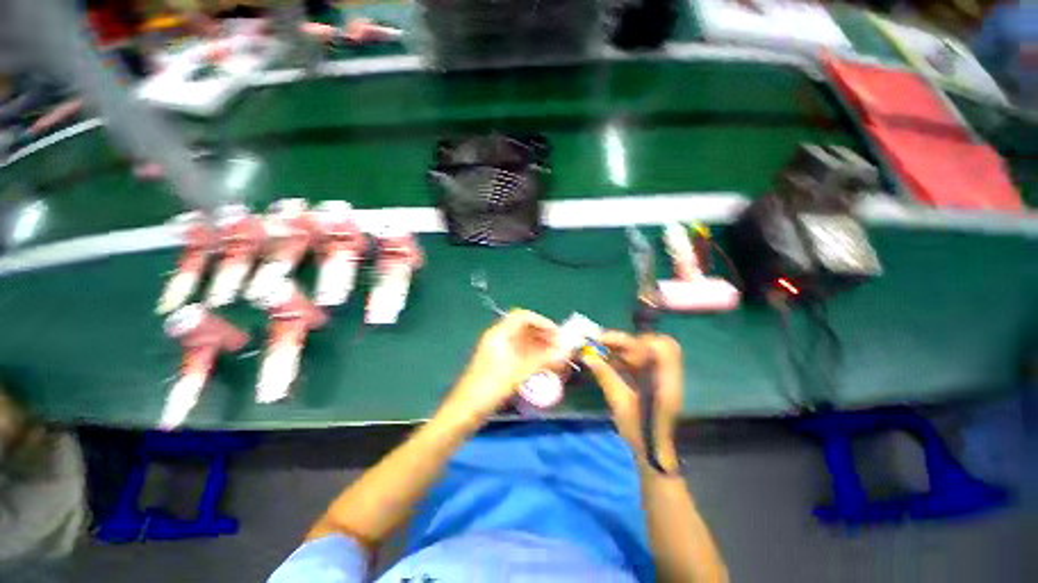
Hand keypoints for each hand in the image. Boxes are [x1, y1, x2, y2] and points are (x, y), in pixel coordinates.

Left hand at [438, 310, 562, 427]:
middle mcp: (498, 338)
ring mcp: (497, 350)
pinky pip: (519, 352)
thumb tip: (566, 350)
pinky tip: (542, 366)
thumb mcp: (519, 373)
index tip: (557, 335)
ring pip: (522, 341)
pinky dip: (532, 356)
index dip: (542, 322)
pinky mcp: (498, 363)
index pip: (523, 317)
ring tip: (555, 358)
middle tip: (560, 348)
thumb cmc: (490, 388)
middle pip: (524, 328)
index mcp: (499, 334)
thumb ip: (544, 360)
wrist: (465, 411)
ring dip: (539, 346)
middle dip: (543, 335)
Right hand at [582, 332, 684, 465]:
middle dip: (626, 341)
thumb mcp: (620, 403)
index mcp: (665, 380)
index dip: (636, 341)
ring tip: (600, 349)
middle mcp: (667, 374)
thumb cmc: (639, 432)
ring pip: (644, 350)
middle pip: (652, 344)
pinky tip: (608, 360)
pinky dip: (623, 357)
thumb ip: (606, 376)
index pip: (660, 346)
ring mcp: (662, 376)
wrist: (653, 452)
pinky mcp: (654, 379)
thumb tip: (587, 356)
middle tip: (601, 343)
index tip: (609, 342)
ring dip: (622, 348)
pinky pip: (640, 360)